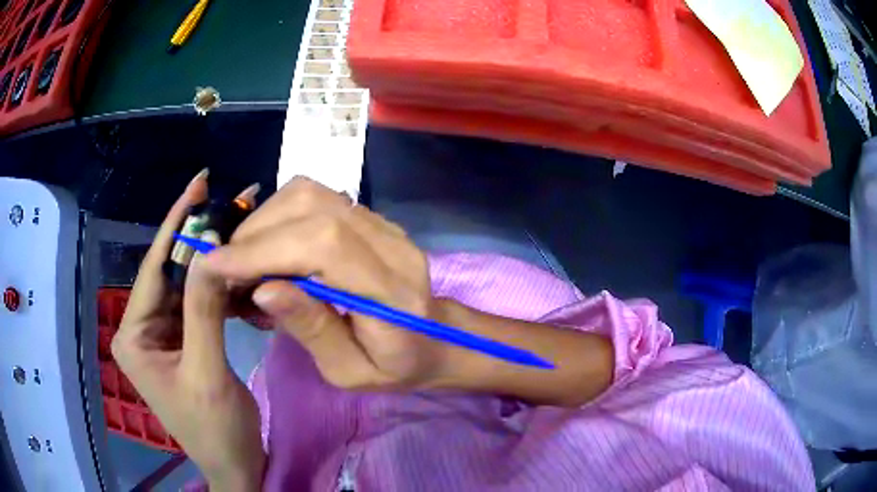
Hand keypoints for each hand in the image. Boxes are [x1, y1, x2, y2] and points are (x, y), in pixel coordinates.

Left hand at [112, 170, 264, 490]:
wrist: (235, 465)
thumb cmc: (216, 429)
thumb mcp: (207, 372)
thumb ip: (203, 311)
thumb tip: (209, 249)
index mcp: (133, 335)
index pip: (153, 269)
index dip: (176, 224)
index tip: (199, 182)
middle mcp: (142, 328)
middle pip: (171, 272)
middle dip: (199, 238)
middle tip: (232, 201)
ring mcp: (162, 334)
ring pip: (187, 285)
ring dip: (213, 261)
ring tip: (241, 227)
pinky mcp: (182, 340)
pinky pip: (199, 304)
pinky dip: (220, 287)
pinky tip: (239, 270)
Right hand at [207, 178, 613, 406]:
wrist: (435, 340)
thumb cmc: (394, 367)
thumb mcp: (349, 371)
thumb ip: (311, 329)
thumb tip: (263, 288)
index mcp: (393, 292)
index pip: (323, 245)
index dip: (263, 249)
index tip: (216, 265)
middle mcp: (392, 244)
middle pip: (313, 207)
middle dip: (256, 234)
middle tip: (227, 267)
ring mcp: (383, 224)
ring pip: (311, 195)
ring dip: (265, 221)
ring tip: (245, 259)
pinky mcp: (371, 218)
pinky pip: (316, 200)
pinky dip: (280, 217)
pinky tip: (270, 247)